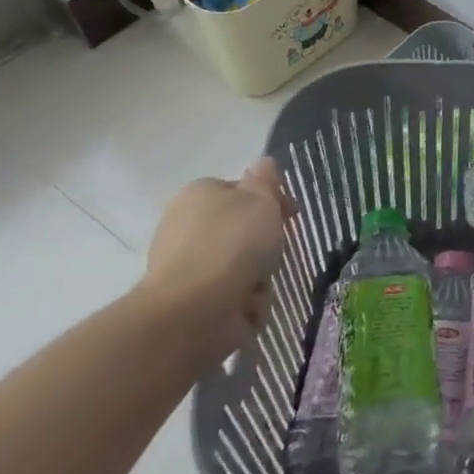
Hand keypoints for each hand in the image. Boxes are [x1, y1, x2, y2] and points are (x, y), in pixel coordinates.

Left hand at [139, 158, 293, 359]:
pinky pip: (229, 295)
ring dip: (256, 275)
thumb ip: (265, 180)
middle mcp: (184, 226)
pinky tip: (248, 305)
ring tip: (261, 283)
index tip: (290, 214)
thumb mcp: (261, 199)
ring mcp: (184, 266)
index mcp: (198, 194)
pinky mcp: (188, 302)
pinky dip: (244, 301)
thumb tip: (263, 163)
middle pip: (239, 229)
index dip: (268, 199)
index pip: (239, 190)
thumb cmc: (232, 243)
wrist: (195, 310)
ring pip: (237, 264)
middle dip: (261, 242)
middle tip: (277, 250)